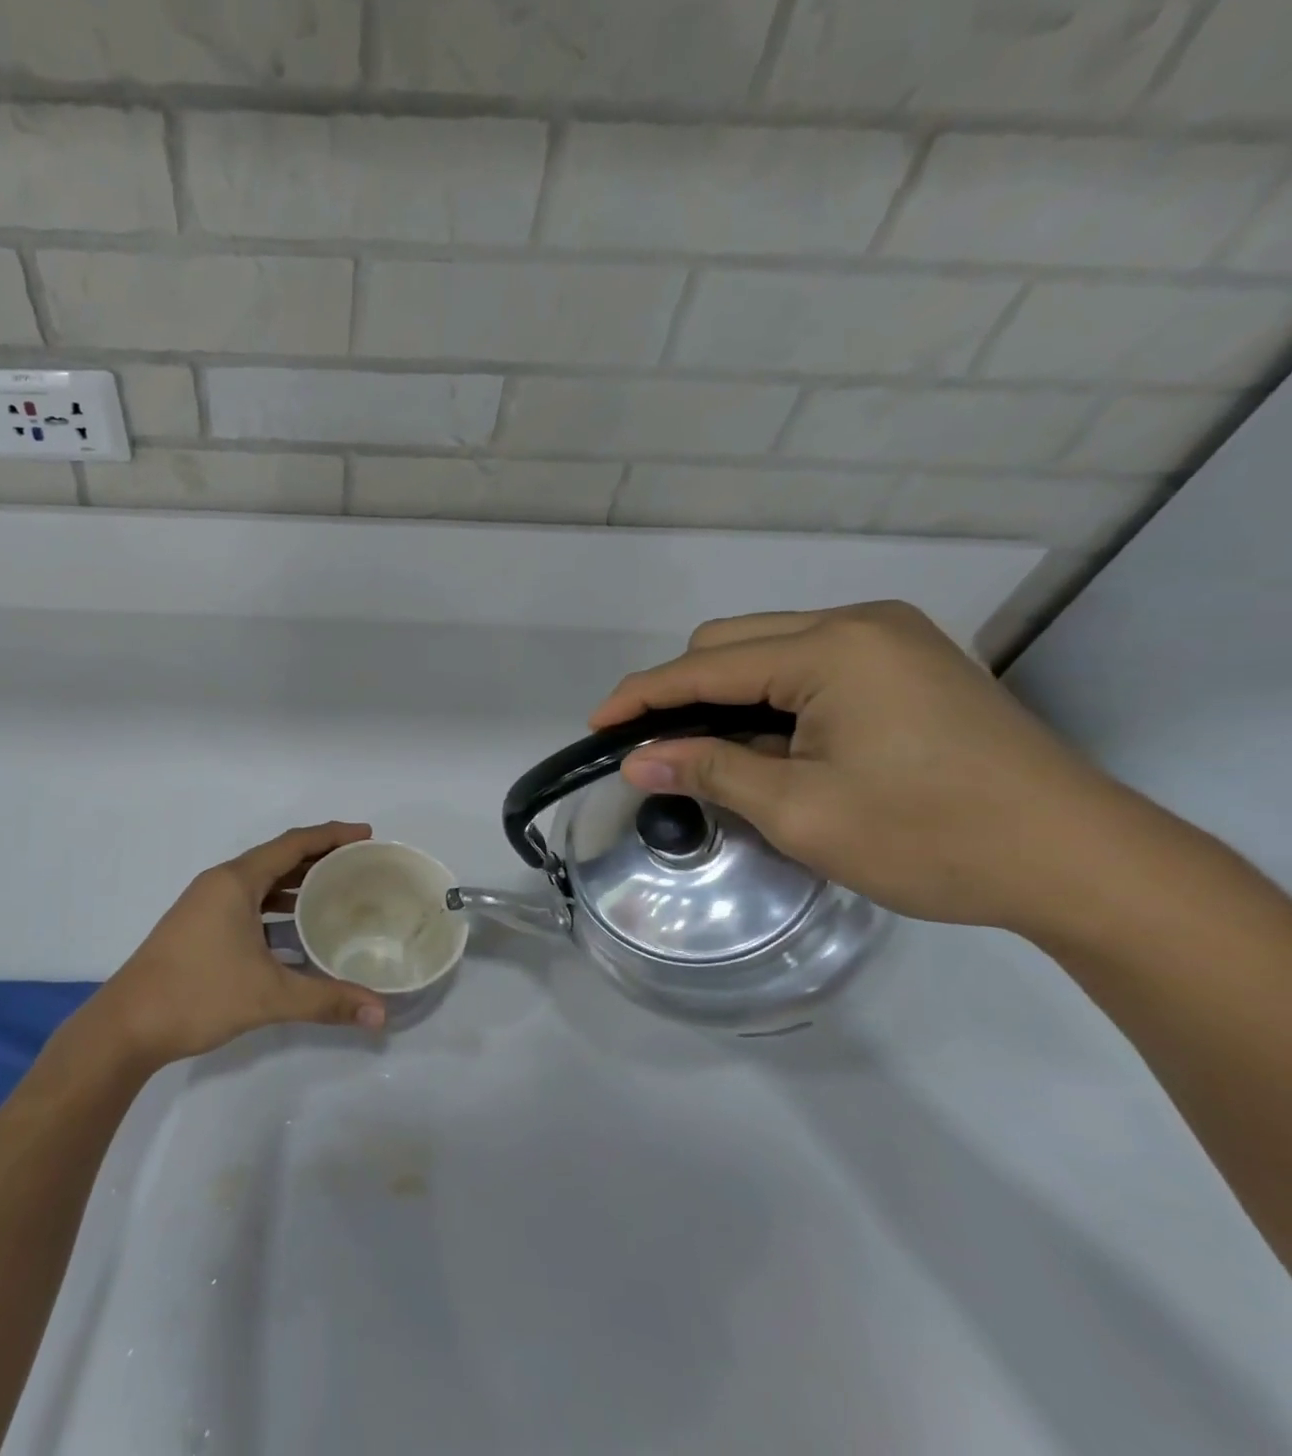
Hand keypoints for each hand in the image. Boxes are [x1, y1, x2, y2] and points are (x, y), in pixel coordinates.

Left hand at [86, 822, 388, 1067]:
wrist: (127, 1026)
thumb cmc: (197, 995)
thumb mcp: (268, 995)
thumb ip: (327, 1000)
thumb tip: (381, 1015)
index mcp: (235, 881)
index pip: (293, 844)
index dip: (332, 835)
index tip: (367, 835)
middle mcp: (221, 883)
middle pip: (279, 859)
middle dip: (320, 859)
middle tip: (361, 866)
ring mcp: (207, 905)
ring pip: (262, 884)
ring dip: (298, 885)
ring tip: (339, 894)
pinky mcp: (201, 927)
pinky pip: (249, 904)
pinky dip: (277, 910)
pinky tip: (299, 933)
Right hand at [590, 601, 1126, 936]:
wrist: (1082, 863)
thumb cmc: (932, 837)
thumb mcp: (800, 811)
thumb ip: (709, 771)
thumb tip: (635, 760)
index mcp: (831, 649)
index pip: (704, 666)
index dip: (640, 698)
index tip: (595, 728)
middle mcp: (859, 624)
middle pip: (731, 643)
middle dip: (681, 693)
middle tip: (654, 749)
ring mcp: (891, 639)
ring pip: (768, 650)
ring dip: (725, 696)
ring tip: (707, 751)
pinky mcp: (910, 663)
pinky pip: (809, 665)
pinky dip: (769, 698)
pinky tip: (768, 741)